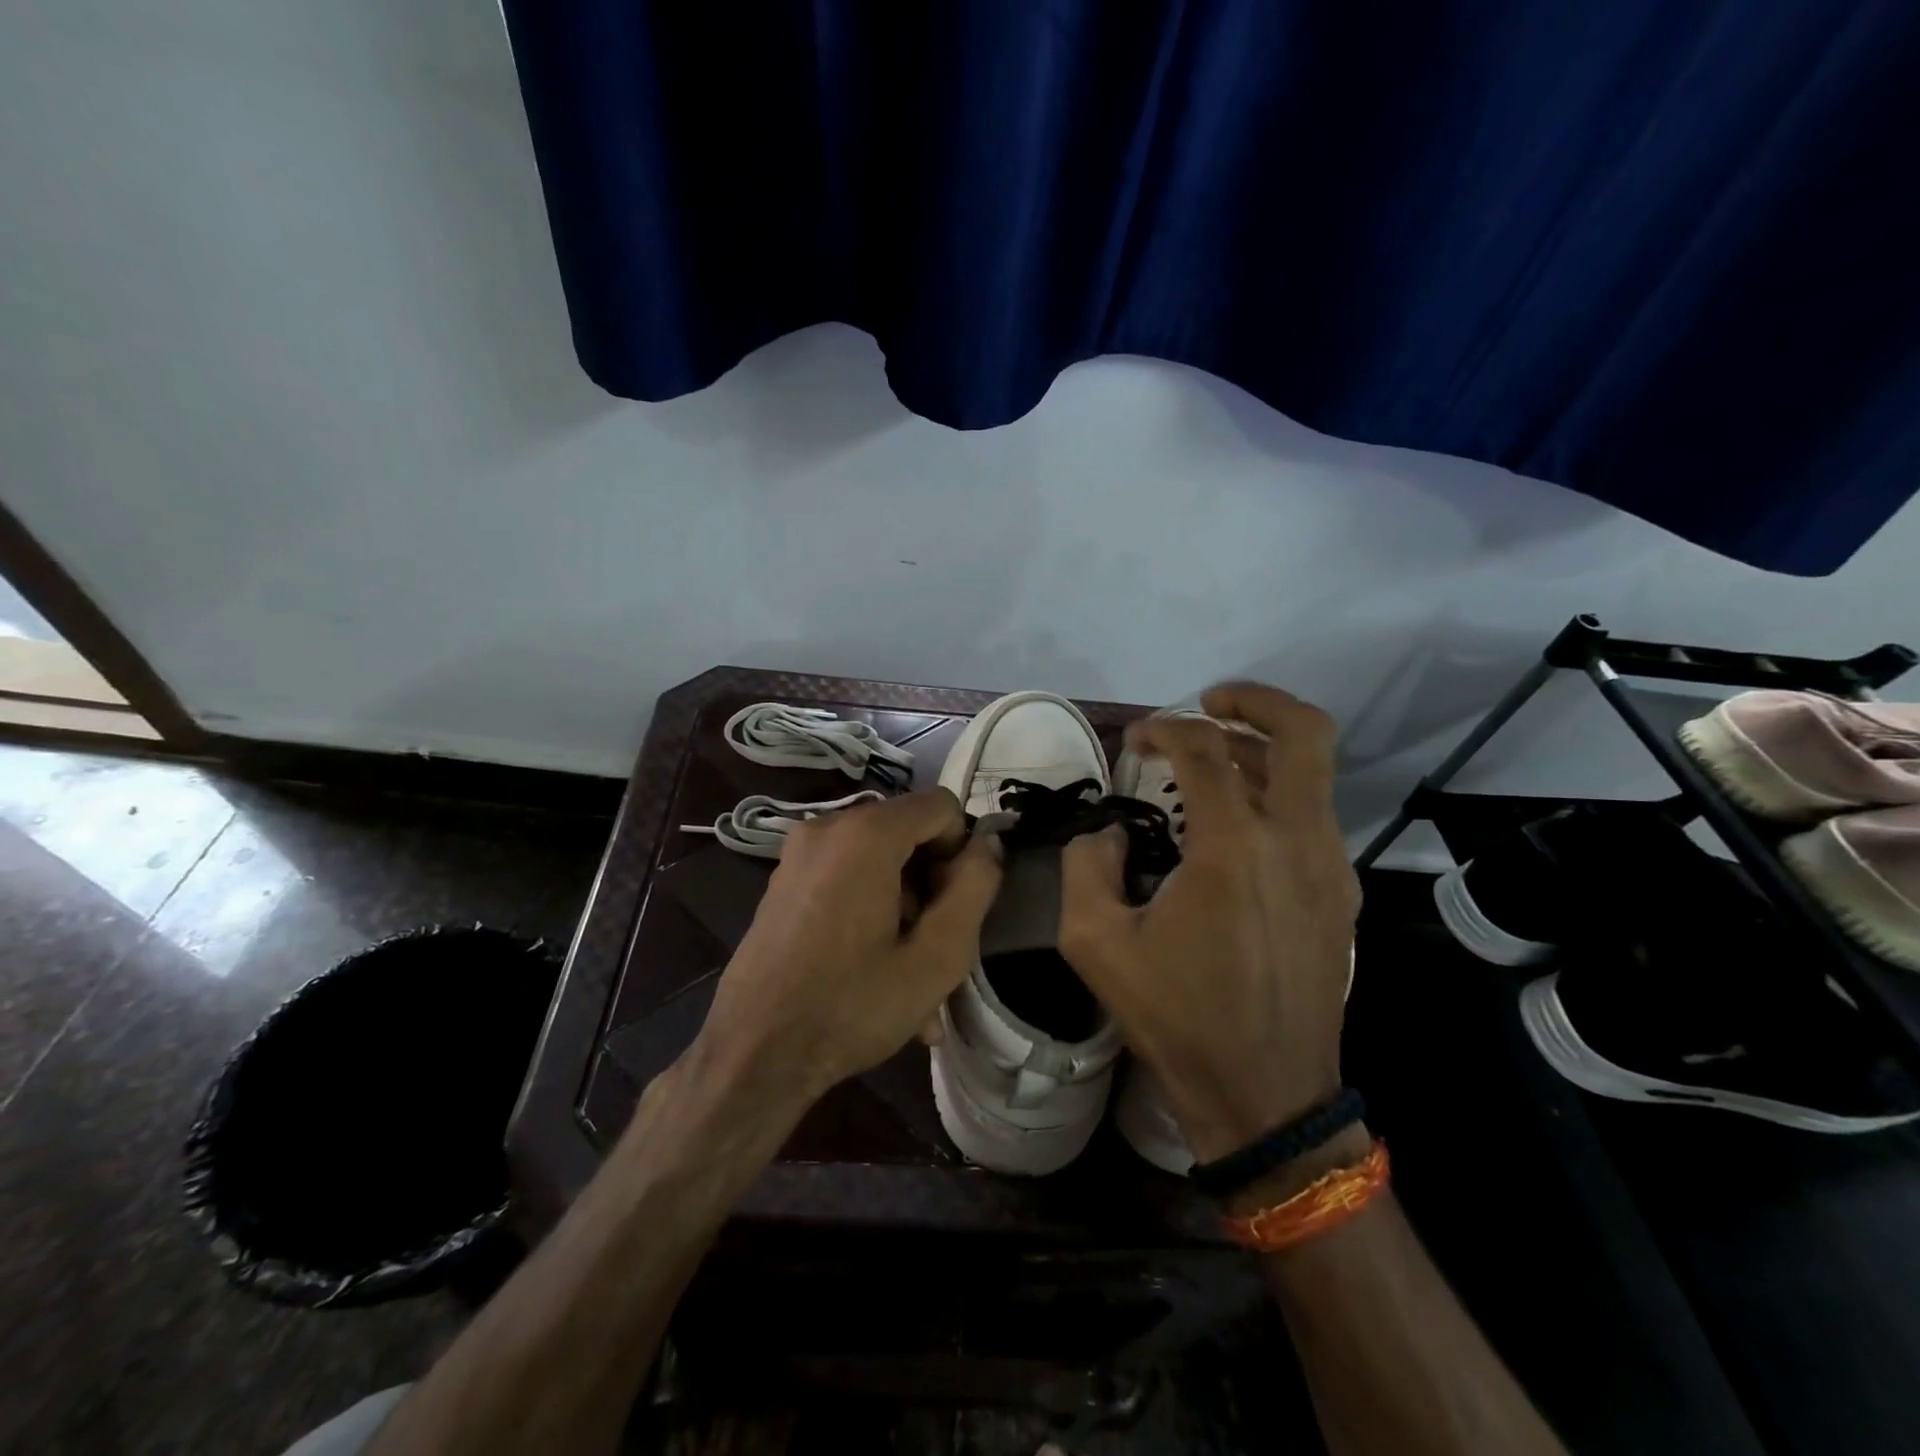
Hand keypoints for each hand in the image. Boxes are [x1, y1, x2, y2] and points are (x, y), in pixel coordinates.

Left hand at [693, 789, 1002, 1105]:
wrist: (752, 1054)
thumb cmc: (851, 1006)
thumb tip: (987, 843)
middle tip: (936, 948)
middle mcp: (827, 827)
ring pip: (879, 861)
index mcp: (865, 834)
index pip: (942, 806)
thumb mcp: (936, 956)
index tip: (954, 907)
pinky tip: (877, 972)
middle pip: (908, 833)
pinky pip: (848, 878)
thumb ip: (974, 887)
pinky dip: (872, 911)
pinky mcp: (785, 881)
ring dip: (905, 908)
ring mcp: (799, 854)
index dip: (961, 851)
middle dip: (932, 884)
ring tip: (911, 977)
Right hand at [1057, 683, 1358, 1162]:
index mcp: (1234, 848)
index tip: (1135, 741)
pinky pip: (1315, 815)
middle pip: (1303, 732)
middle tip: (1209, 703)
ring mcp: (1329, 866)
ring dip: (1263, 749)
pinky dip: (1279, 794)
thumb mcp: (1094, 943)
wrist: (1266, 1094)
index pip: (1205, 750)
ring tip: (1214, 763)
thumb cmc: (1177, 1017)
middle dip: (1254, 701)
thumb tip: (1107, 834)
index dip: (1164, 729)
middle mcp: (1295, 841)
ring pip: (1314, 771)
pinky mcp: (1340, 894)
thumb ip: (1084, 868)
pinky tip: (1238, 826)